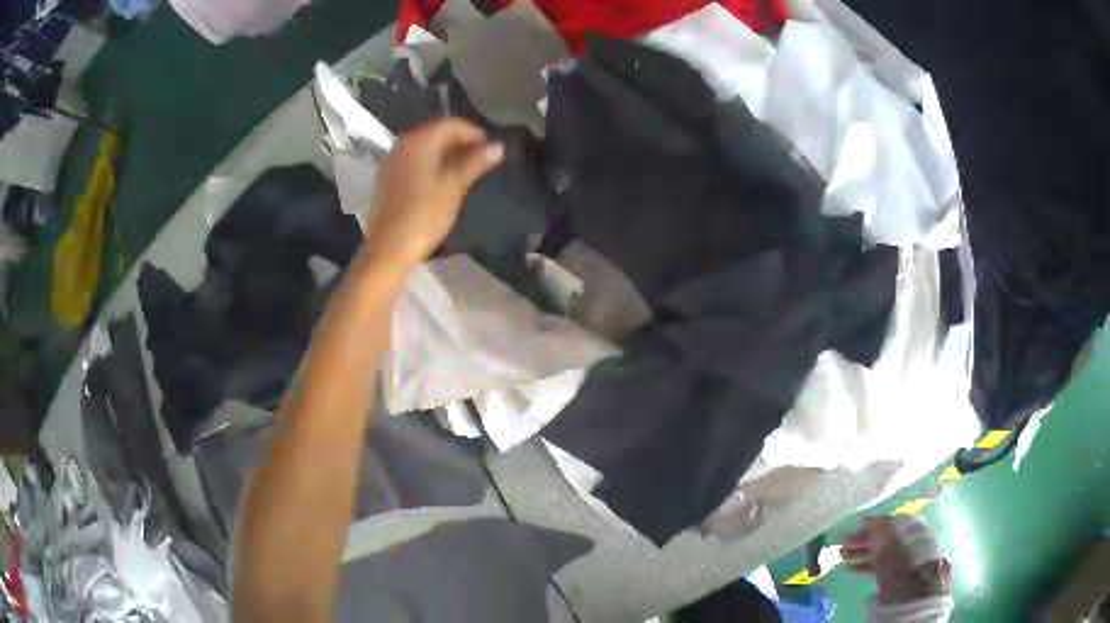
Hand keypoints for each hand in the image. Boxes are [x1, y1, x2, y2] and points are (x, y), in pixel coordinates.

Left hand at [365, 118, 503, 266]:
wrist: (389, 248)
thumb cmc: (425, 215)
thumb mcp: (455, 186)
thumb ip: (476, 162)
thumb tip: (498, 146)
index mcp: (419, 141)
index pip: (450, 124)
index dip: (473, 133)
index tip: (490, 149)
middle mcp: (402, 145)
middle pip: (435, 133)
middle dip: (459, 143)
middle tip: (481, 160)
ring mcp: (392, 162)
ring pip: (424, 148)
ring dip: (445, 154)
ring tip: (465, 172)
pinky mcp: (388, 179)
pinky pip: (414, 162)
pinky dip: (431, 165)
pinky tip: (442, 182)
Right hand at [840, 517, 950, 604]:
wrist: (914, 605)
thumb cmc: (904, 573)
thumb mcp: (891, 553)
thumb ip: (882, 534)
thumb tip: (872, 519)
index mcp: (914, 532)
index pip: (893, 523)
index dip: (874, 524)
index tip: (856, 526)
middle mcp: (912, 543)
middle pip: (885, 538)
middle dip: (863, 541)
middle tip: (842, 543)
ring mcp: (906, 562)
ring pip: (881, 554)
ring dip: (861, 554)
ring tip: (841, 557)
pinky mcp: (899, 578)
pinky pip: (882, 567)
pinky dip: (867, 567)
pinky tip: (851, 571)